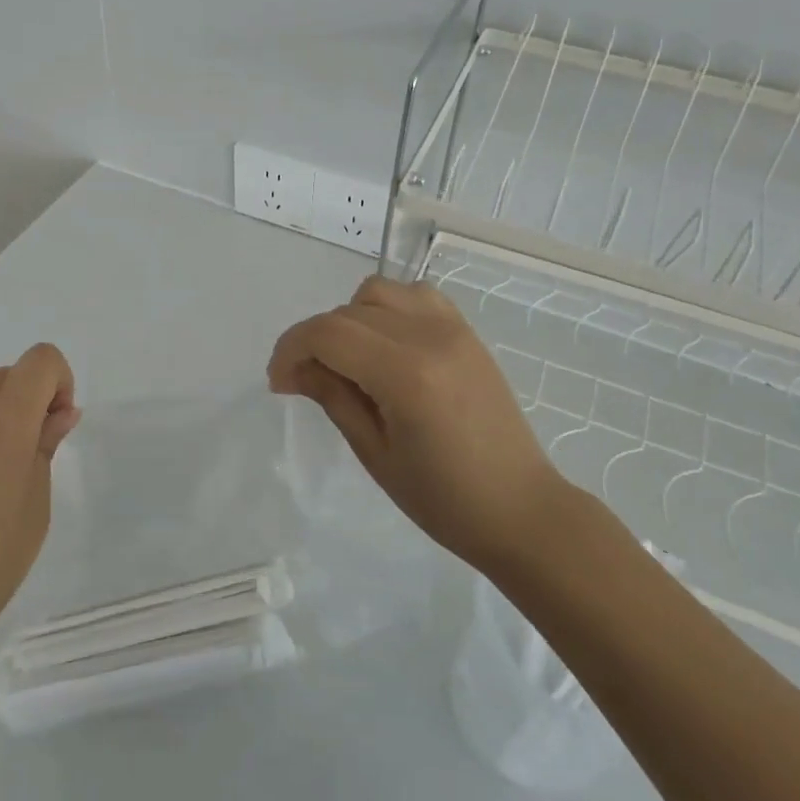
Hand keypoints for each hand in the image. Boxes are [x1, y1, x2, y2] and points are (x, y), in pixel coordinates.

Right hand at [268, 276, 558, 575]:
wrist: (520, 509)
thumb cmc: (443, 498)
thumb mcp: (374, 452)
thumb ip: (332, 396)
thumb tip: (295, 368)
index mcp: (405, 373)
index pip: (328, 333)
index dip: (291, 349)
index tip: (279, 382)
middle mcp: (429, 336)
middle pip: (347, 311)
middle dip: (315, 339)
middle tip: (306, 381)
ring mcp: (453, 328)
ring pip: (379, 292)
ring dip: (350, 318)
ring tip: (349, 360)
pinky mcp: (467, 331)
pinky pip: (415, 296)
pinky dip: (388, 309)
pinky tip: (385, 345)